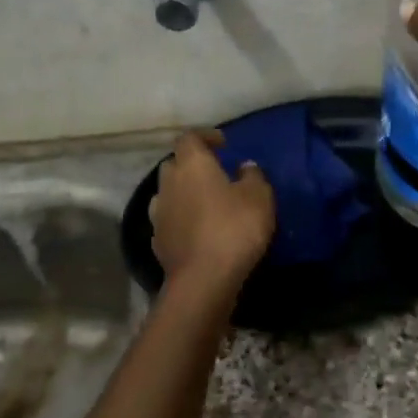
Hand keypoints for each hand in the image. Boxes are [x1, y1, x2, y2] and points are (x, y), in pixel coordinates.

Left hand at [149, 131, 275, 304]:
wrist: (203, 280)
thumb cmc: (234, 228)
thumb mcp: (259, 196)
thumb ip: (253, 175)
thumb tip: (244, 167)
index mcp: (192, 164)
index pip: (189, 137)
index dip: (205, 137)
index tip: (223, 145)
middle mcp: (168, 183)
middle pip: (175, 164)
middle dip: (192, 165)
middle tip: (215, 174)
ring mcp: (158, 213)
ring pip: (168, 193)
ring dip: (184, 193)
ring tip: (205, 203)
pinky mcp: (157, 241)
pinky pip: (169, 220)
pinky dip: (181, 219)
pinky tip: (197, 231)